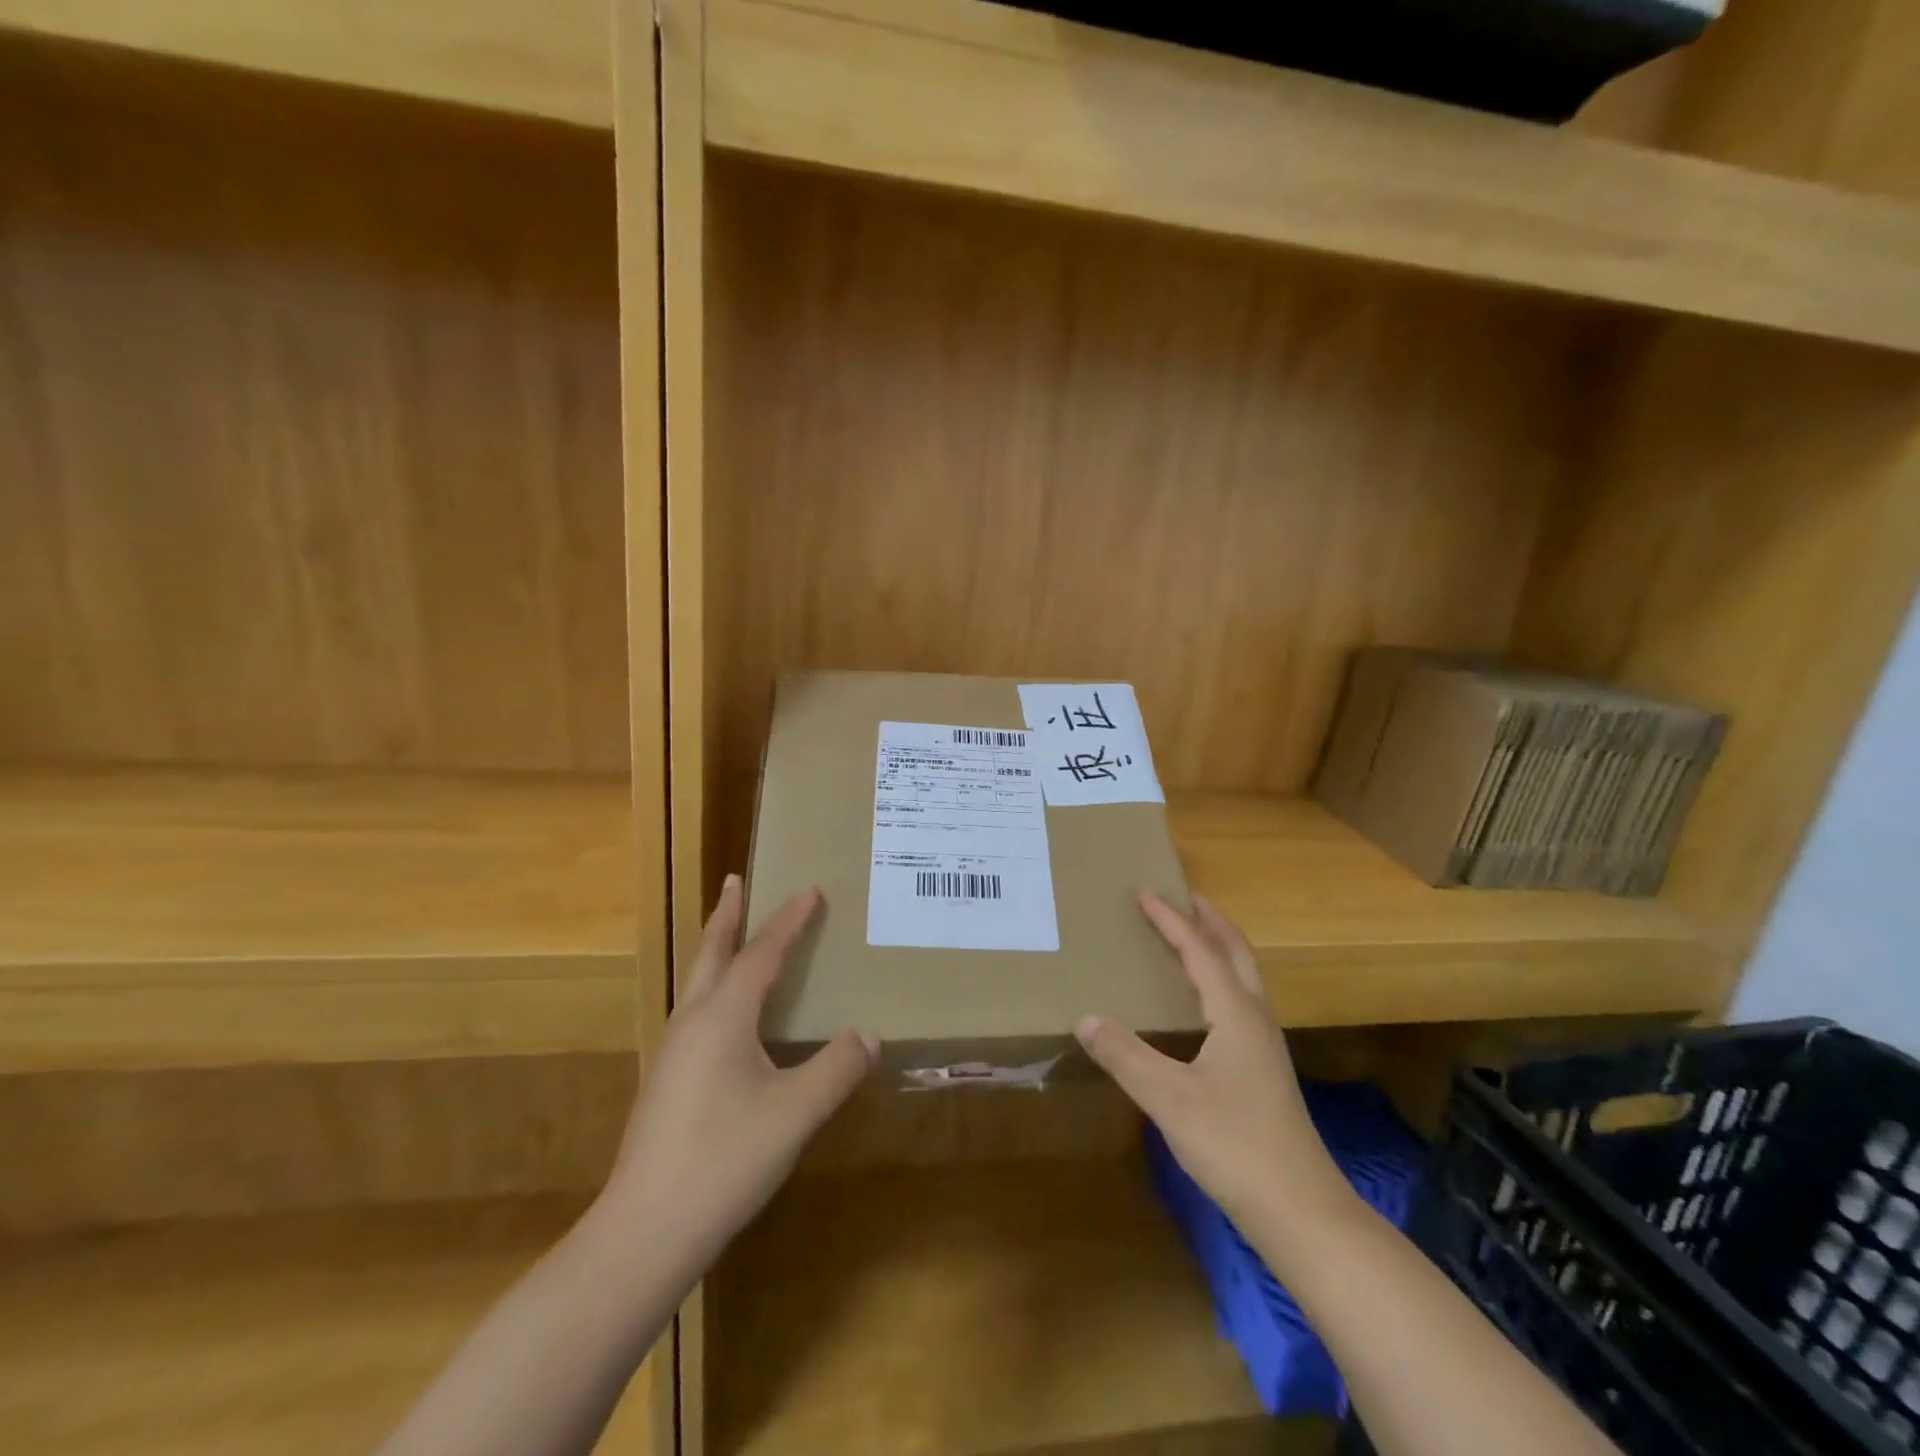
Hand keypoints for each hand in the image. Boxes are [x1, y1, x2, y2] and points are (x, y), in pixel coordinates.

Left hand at [598, 875, 876, 1264]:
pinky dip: (716, 986)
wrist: (645, 1233)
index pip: (762, 954)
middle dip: (728, 915)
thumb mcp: (795, 1113)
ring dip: (717, 948)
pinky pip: (698, 1011)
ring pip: (699, 982)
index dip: (789, 921)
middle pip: (712, 953)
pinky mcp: (669, 1081)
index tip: (810, 889)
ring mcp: (675, 1052)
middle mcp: (694, 1022)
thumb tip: (869, 1036)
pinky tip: (729, 1014)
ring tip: (733, 932)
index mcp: (723, 1016)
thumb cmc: (724, 1160)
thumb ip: (836, 1069)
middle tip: (735, 880)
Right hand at [1076, 892, 1353, 1236]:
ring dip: (1218, 947)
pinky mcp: (1264, 1068)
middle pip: (1236, 952)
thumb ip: (1126, 1056)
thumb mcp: (1169, 1099)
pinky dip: (1220, 978)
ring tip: (1190, 936)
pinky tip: (1202, 1001)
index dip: (1171, 920)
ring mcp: (1265, 1045)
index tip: (1145, 892)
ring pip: (1244, 976)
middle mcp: (1255, 1018)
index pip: (1200, 951)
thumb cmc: (1235, 1146)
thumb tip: (1085, 1018)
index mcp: (1236, 1014)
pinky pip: (1240, 1000)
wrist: (1301, 1210)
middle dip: (1209, 920)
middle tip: (1181, 897)